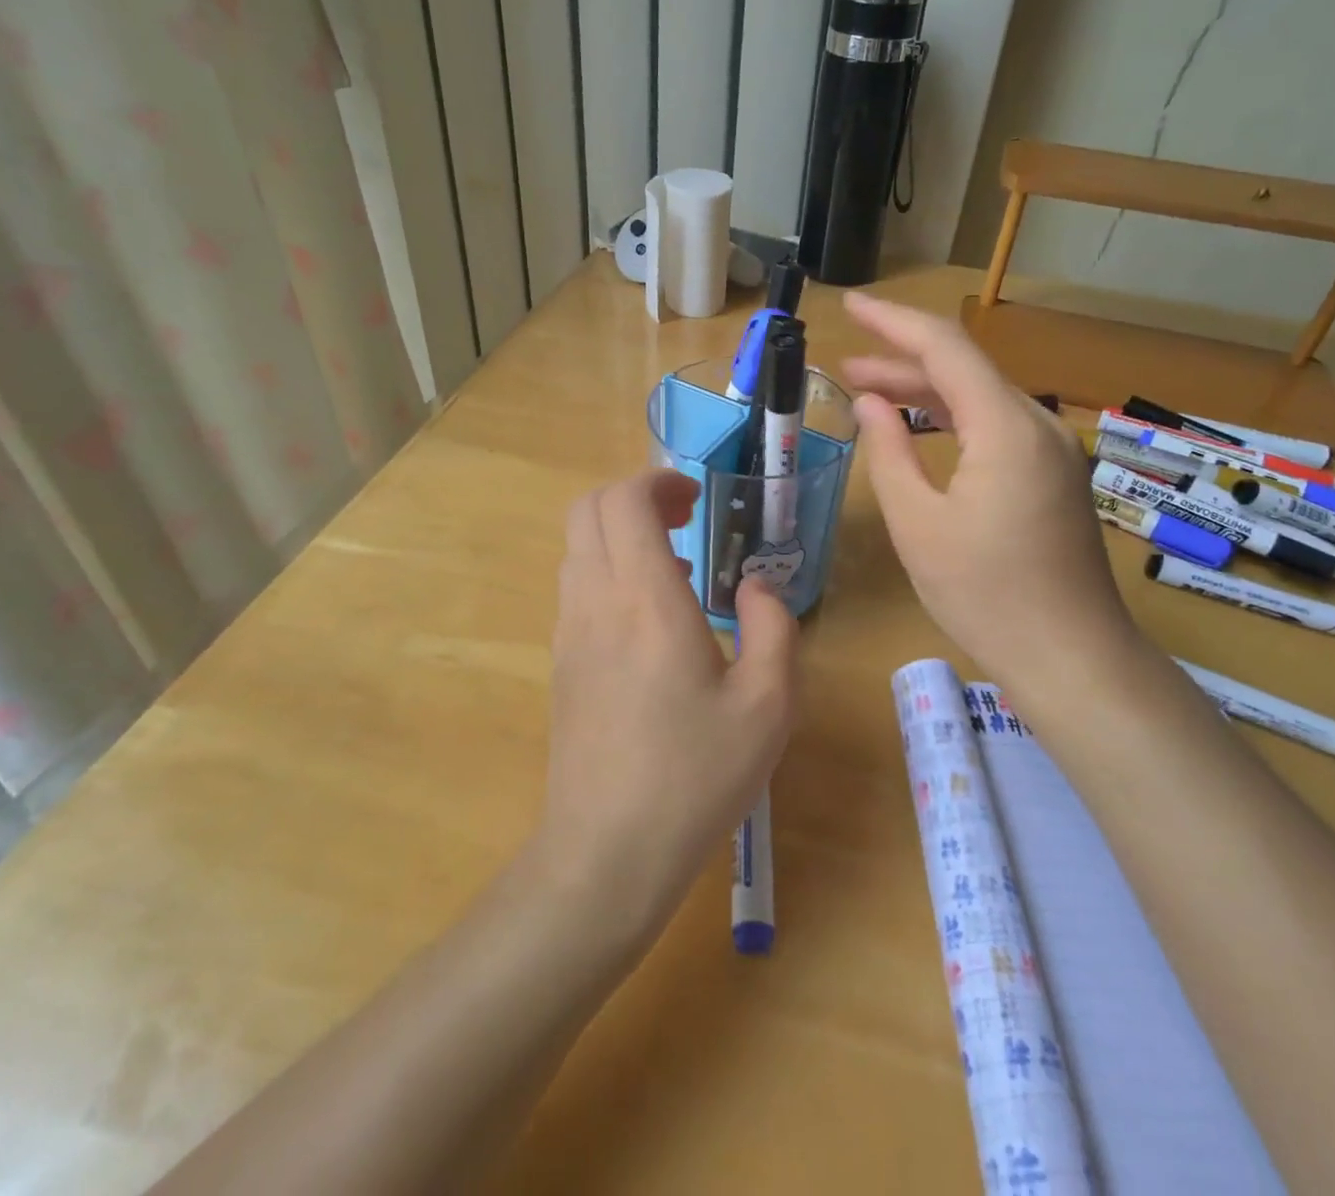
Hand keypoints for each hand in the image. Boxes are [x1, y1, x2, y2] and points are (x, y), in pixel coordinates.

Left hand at [538, 470, 798, 933]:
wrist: (606, 852)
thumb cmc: (695, 777)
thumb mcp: (767, 706)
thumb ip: (773, 628)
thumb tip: (757, 587)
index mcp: (646, 601)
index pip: (624, 501)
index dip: (659, 481)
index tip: (697, 500)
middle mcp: (595, 602)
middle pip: (587, 510)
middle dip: (634, 497)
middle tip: (685, 520)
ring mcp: (568, 632)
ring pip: (577, 546)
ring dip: (619, 534)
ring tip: (675, 568)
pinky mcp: (560, 663)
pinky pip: (576, 586)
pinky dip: (608, 569)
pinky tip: (651, 618)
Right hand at [840, 293, 1136, 689]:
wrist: (1071, 657)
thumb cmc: (985, 595)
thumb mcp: (918, 525)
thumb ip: (888, 453)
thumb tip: (869, 405)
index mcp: (1005, 427)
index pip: (944, 347)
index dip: (892, 322)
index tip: (850, 305)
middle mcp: (1037, 425)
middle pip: (964, 370)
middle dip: (902, 361)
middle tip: (846, 367)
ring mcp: (1052, 451)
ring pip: (981, 399)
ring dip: (925, 393)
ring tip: (870, 394)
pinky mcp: (1053, 477)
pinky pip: (997, 429)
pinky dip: (953, 421)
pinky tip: (921, 432)